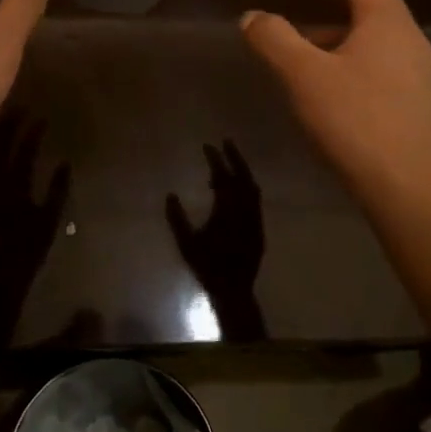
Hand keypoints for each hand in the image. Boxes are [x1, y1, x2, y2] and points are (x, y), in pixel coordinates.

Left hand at [0, 110, 69, 294]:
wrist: (0, 272)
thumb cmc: (30, 248)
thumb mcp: (50, 219)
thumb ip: (58, 190)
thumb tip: (64, 163)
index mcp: (13, 190)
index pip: (22, 153)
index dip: (31, 134)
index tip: (40, 118)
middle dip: (7, 125)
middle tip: (20, 109)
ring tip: (4, 118)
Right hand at [166, 142, 267, 341]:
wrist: (233, 289)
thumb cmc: (207, 267)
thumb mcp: (186, 243)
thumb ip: (177, 218)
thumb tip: (170, 195)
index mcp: (227, 211)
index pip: (222, 177)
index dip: (215, 160)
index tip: (207, 146)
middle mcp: (245, 211)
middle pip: (243, 177)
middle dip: (235, 157)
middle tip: (225, 142)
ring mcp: (256, 219)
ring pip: (253, 188)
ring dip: (242, 172)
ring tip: (229, 164)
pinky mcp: (260, 228)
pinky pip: (255, 200)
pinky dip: (246, 188)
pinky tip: (236, 190)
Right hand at [240, 0, 430, 204]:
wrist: (408, 183)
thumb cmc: (355, 120)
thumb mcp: (303, 75)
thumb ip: (274, 39)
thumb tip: (252, 17)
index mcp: (386, 21)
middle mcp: (409, 37)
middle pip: (375, 0)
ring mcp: (418, 70)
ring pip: (378, 34)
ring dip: (344, 26)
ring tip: (308, 38)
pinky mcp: (416, 100)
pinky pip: (382, 60)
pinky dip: (354, 52)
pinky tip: (333, 79)